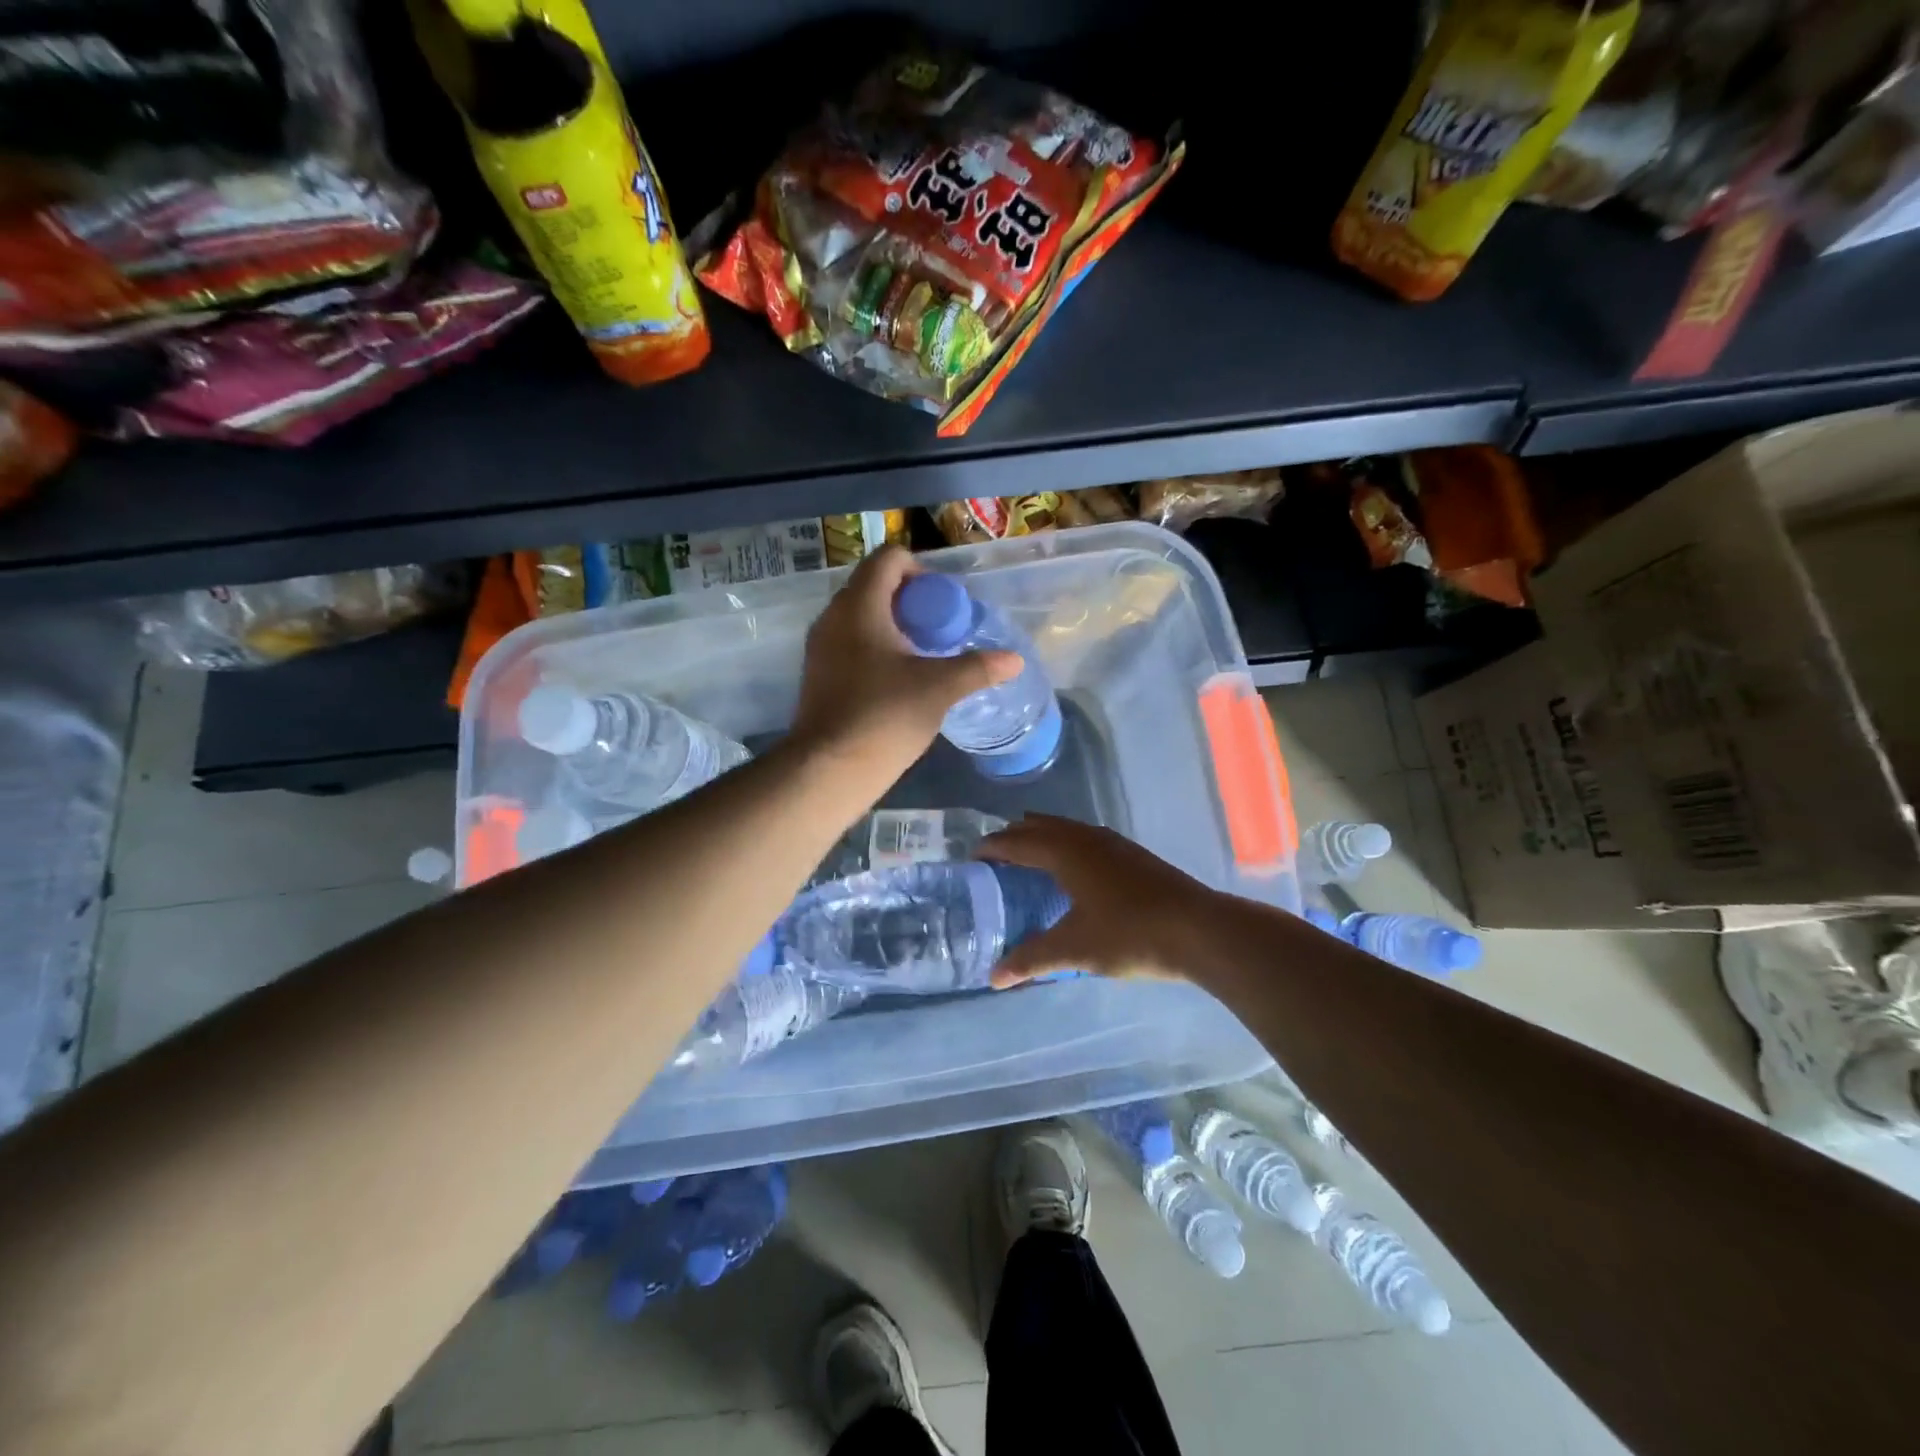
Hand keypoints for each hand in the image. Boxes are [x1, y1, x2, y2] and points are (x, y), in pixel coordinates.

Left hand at [790, 545, 1020, 789]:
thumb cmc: (885, 716)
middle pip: (874, 584)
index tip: (943, 604)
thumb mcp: (940, 689)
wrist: (829, 768)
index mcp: (860, 605)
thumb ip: (978, 668)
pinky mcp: (817, 672)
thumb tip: (1015, 660)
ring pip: (860, 615)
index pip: (889, 558)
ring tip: (921, 655)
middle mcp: (833, 616)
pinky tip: (896, 679)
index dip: (921, 570)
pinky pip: (849, 641)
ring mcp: (820, 645)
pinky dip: (874, 646)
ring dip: (893, 624)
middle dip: (911, 600)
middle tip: (939, 630)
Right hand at [978, 816, 1223, 986]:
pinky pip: (1084, 836)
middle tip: (994, 857)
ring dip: (1041, 836)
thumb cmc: (1130, 934)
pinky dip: (1065, 843)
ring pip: (1065, 828)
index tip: (972, 857)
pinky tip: (1073, 869)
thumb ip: (1031, 959)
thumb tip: (994, 978)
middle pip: (1039, 826)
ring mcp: (1112, 842)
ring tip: (1028, 857)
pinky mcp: (1131, 853)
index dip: (992, 847)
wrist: (1199, 929)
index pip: (1016, 841)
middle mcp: (1085, 837)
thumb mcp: (1074, 949)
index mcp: (1064, 852)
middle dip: (1013, 837)